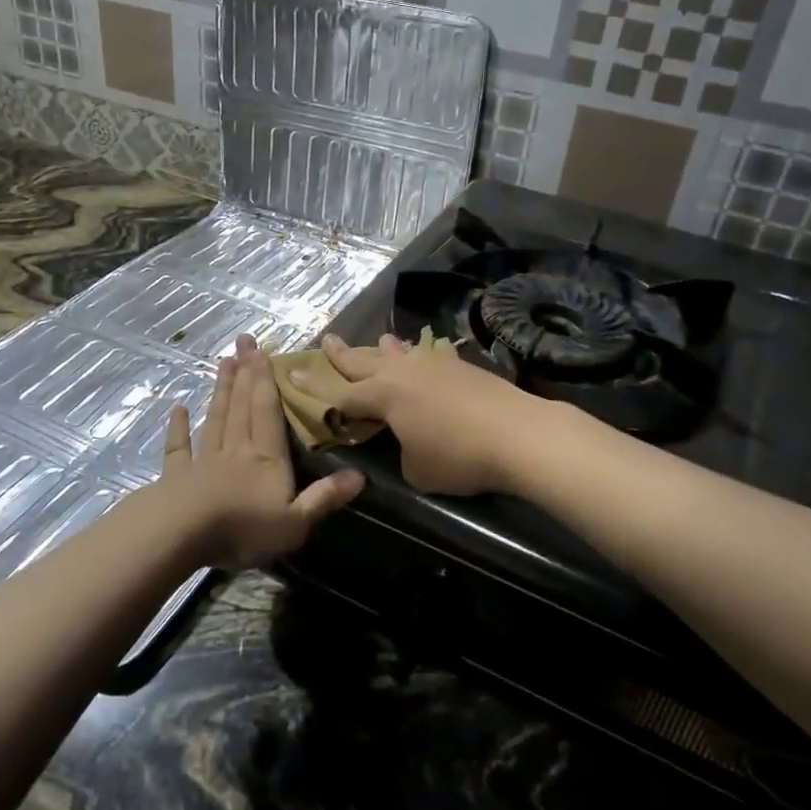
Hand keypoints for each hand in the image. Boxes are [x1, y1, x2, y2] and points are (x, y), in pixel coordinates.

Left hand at [157, 335, 362, 566]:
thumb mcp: (295, 522)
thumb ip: (324, 497)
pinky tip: (178, 409)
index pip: (267, 411)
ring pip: (216, 418)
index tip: (261, 350)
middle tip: (242, 341)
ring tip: (223, 362)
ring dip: (220, 390)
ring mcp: (203, 461)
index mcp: (266, 458)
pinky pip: (178, 448)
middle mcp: (236, 450)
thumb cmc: (243, 529)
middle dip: (244, 373)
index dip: (265, 381)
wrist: (182, 537)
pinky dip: (178, 428)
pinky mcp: (176, 476)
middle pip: (241, 406)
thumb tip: (361, 475)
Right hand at [308, 333, 549, 496]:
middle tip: (326, 340)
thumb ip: (400, 451)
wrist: (519, 434)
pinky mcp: (460, 366)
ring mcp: (432, 364)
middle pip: (364, 360)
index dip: (314, 387)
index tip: (291, 372)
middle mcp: (402, 372)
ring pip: (398, 353)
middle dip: (342, 354)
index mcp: (382, 395)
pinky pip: (426, 356)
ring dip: (382, 349)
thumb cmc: (458, 456)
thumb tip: (405, 440)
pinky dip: (415, 355)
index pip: (339, 392)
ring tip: (375, 340)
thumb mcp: (415, 469)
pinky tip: (421, 353)